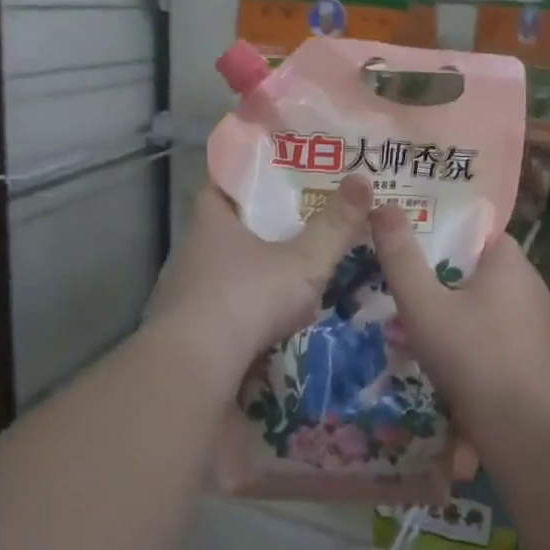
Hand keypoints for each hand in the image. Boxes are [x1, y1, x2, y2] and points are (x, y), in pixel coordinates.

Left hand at [146, 175, 371, 389]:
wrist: (194, 373)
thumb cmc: (246, 299)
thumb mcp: (303, 262)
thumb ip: (335, 226)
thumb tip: (363, 180)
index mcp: (212, 222)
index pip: (223, 184)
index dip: (249, 177)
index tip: (279, 176)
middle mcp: (192, 252)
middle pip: (227, 229)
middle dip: (260, 228)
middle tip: (301, 224)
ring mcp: (186, 295)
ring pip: (226, 273)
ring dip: (254, 274)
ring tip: (294, 274)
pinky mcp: (189, 334)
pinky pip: (223, 312)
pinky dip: (246, 313)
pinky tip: (274, 323)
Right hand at [368, 203, 549, 429]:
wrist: (525, 430)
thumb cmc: (472, 356)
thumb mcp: (423, 304)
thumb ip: (400, 257)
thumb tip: (382, 206)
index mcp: (510, 262)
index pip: (475, 231)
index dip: (441, 233)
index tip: (409, 244)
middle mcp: (531, 285)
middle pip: (477, 269)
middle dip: (442, 277)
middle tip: (404, 288)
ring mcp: (538, 324)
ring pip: (486, 305)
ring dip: (456, 312)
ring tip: (416, 326)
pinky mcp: (537, 357)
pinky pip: (497, 335)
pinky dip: (473, 339)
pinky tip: (447, 361)